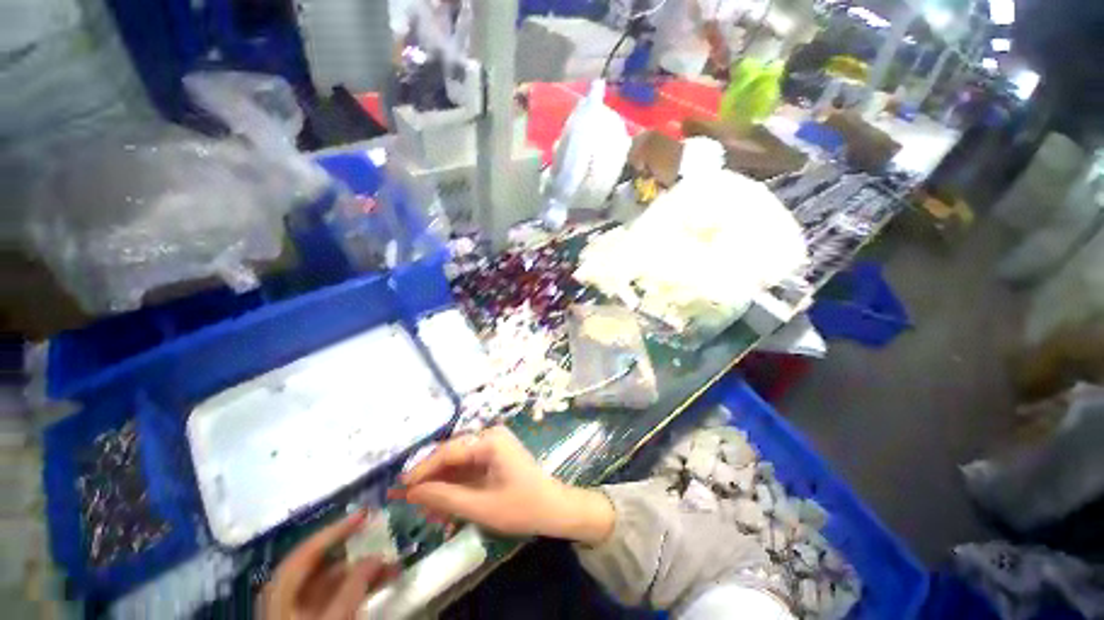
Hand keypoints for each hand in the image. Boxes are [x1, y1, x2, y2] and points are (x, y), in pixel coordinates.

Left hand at [260, 512, 398, 619]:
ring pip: (335, 579)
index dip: (336, 530)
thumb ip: (353, 588)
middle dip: (357, 550)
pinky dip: (361, 585)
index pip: (308, 552)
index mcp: (282, 592)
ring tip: (393, 564)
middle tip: (384, 537)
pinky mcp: (317, 618)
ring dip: (364, 569)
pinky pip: (340, 594)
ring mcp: (302, 610)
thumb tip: (377, 557)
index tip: (365, 514)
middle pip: (323, 564)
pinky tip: (381, 582)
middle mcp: (289, 596)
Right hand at [390, 426, 614, 545]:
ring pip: (458, 463)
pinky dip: (455, 486)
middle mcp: (490, 436)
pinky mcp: (494, 456)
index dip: (421, 470)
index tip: (399, 489)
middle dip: (430, 479)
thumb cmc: (521, 507)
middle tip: (407, 501)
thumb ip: (445, 497)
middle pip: (451, 455)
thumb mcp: (480, 506)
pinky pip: (468, 468)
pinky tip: (443, 506)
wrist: (553, 508)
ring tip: (424, 509)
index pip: (447, 452)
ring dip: (441, 485)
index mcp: (490, 440)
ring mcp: (493, 445)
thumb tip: (412, 493)